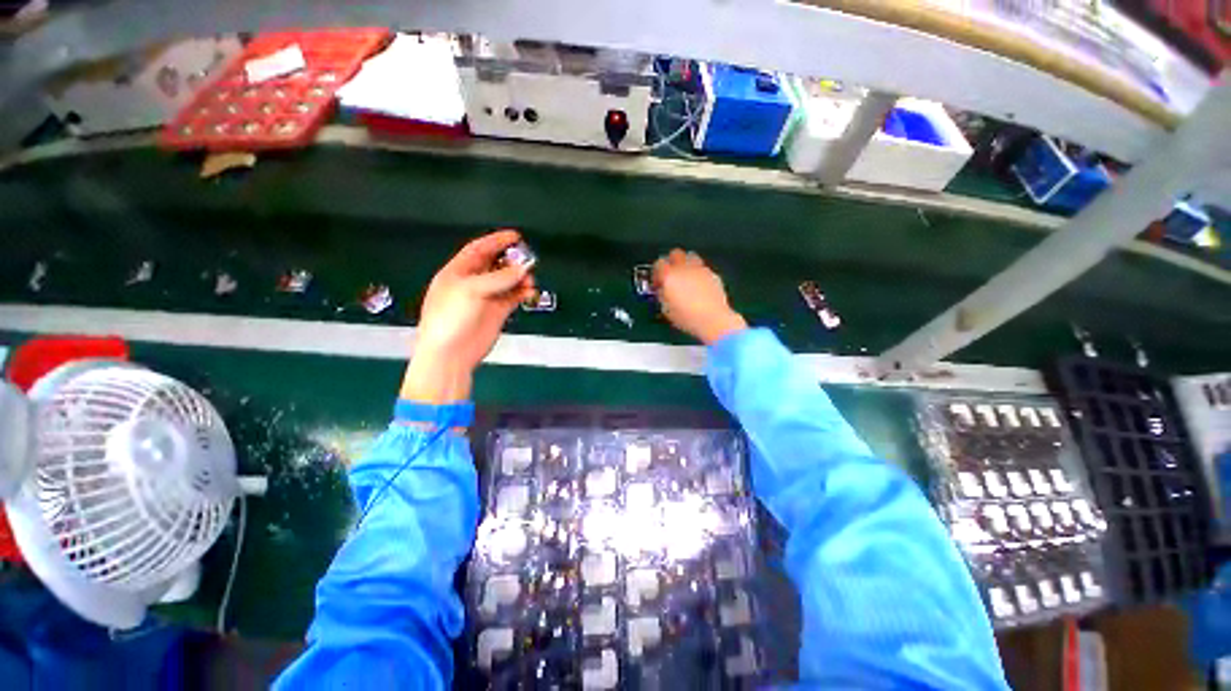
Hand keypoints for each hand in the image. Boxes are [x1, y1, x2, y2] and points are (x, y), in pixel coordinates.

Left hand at [402, 230, 534, 403]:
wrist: (451, 353)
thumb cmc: (450, 318)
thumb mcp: (471, 290)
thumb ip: (499, 278)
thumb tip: (522, 268)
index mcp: (458, 272)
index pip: (479, 249)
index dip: (496, 241)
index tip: (515, 236)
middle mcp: (472, 283)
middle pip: (495, 264)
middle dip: (511, 260)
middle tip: (527, 259)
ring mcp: (486, 298)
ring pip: (507, 281)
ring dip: (519, 277)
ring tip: (530, 279)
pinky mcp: (497, 312)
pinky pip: (513, 297)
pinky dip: (522, 293)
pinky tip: (530, 291)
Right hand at [653, 249, 746, 345]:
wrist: (713, 319)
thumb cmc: (688, 317)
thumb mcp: (666, 309)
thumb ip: (662, 295)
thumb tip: (662, 290)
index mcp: (669, 276)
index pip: (659, 264)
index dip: (657, 272)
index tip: (658, 280)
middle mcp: (684, 268)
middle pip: (675, 253)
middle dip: (672, 262)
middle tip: (671, 274)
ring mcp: (700, 269)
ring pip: (691, 256)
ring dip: (686, 263)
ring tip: (686, 277)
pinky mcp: (713, 274)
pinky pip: (703, 268)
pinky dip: (698, 273)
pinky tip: (699, 285)